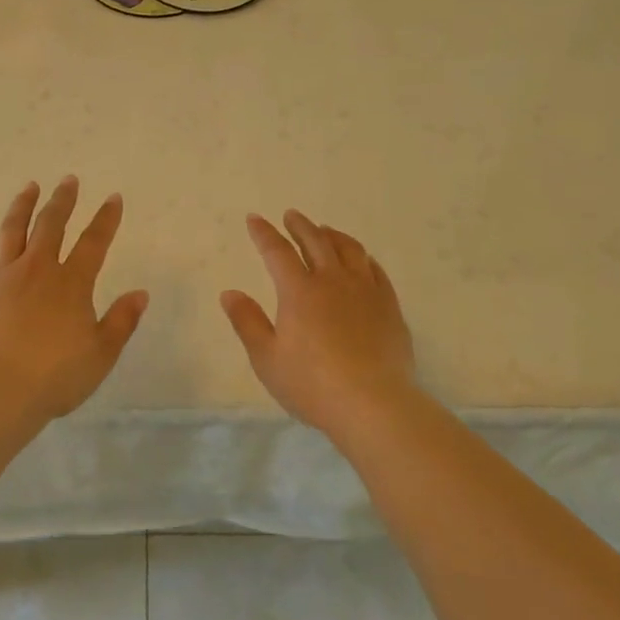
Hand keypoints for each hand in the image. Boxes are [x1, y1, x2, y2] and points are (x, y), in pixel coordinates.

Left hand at [0, 177, 149, 421]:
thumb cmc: (56, 376)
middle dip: (63, 201)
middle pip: (51, 225)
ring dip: (22, 206)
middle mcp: (37, 269)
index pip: (94, 243)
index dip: (106, 219)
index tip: (113, 198)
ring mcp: (1, 277)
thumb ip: (122, 321)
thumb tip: (141, 293)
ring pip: (12, 231)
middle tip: (68, 180)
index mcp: (71, 283)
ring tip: (29, 187)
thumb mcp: (101, 353)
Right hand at [222, 211, 417, 437]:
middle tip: (292, 215)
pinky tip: (362, 260)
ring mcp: (365, 291)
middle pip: (316, 242)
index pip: (277, 251)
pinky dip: (363, 258)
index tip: (255, 219)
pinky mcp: (389, 306)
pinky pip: (376, 270)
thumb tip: (229, 293)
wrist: (373, 404)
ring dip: (333, 235)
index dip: (264, 233)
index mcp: (299, 291)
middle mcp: (332, 281)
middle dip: (300, 226)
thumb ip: (247, 322)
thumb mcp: (267, 358)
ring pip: (349, 250)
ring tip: (325, 230)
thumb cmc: (312, 384)